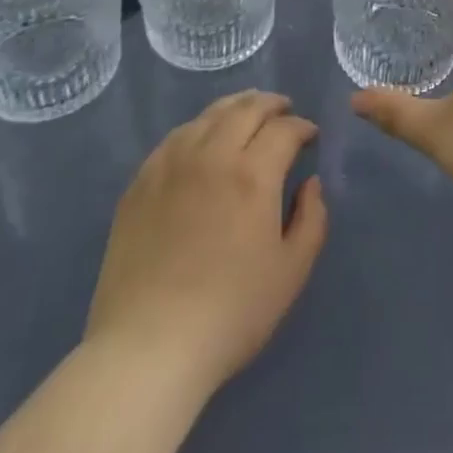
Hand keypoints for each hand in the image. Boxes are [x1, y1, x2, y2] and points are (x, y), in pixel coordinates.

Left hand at [86, 91, 327, 394]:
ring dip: (235, 107)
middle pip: (246, 109)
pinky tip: (203, 138)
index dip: (302, 127)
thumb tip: (310, 184)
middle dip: (272, 104)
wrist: (148, 348)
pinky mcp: (141, 182)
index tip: (310, 136)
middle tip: (285, 111)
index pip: (284, 129)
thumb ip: (312, 220)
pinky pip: (175, 137)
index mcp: (252, 175)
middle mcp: (212, 156)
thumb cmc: (230, 314)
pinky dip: (199, 127)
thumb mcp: (291, 273)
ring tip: (247, 113)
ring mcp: (171, 165)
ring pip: (208, 116)